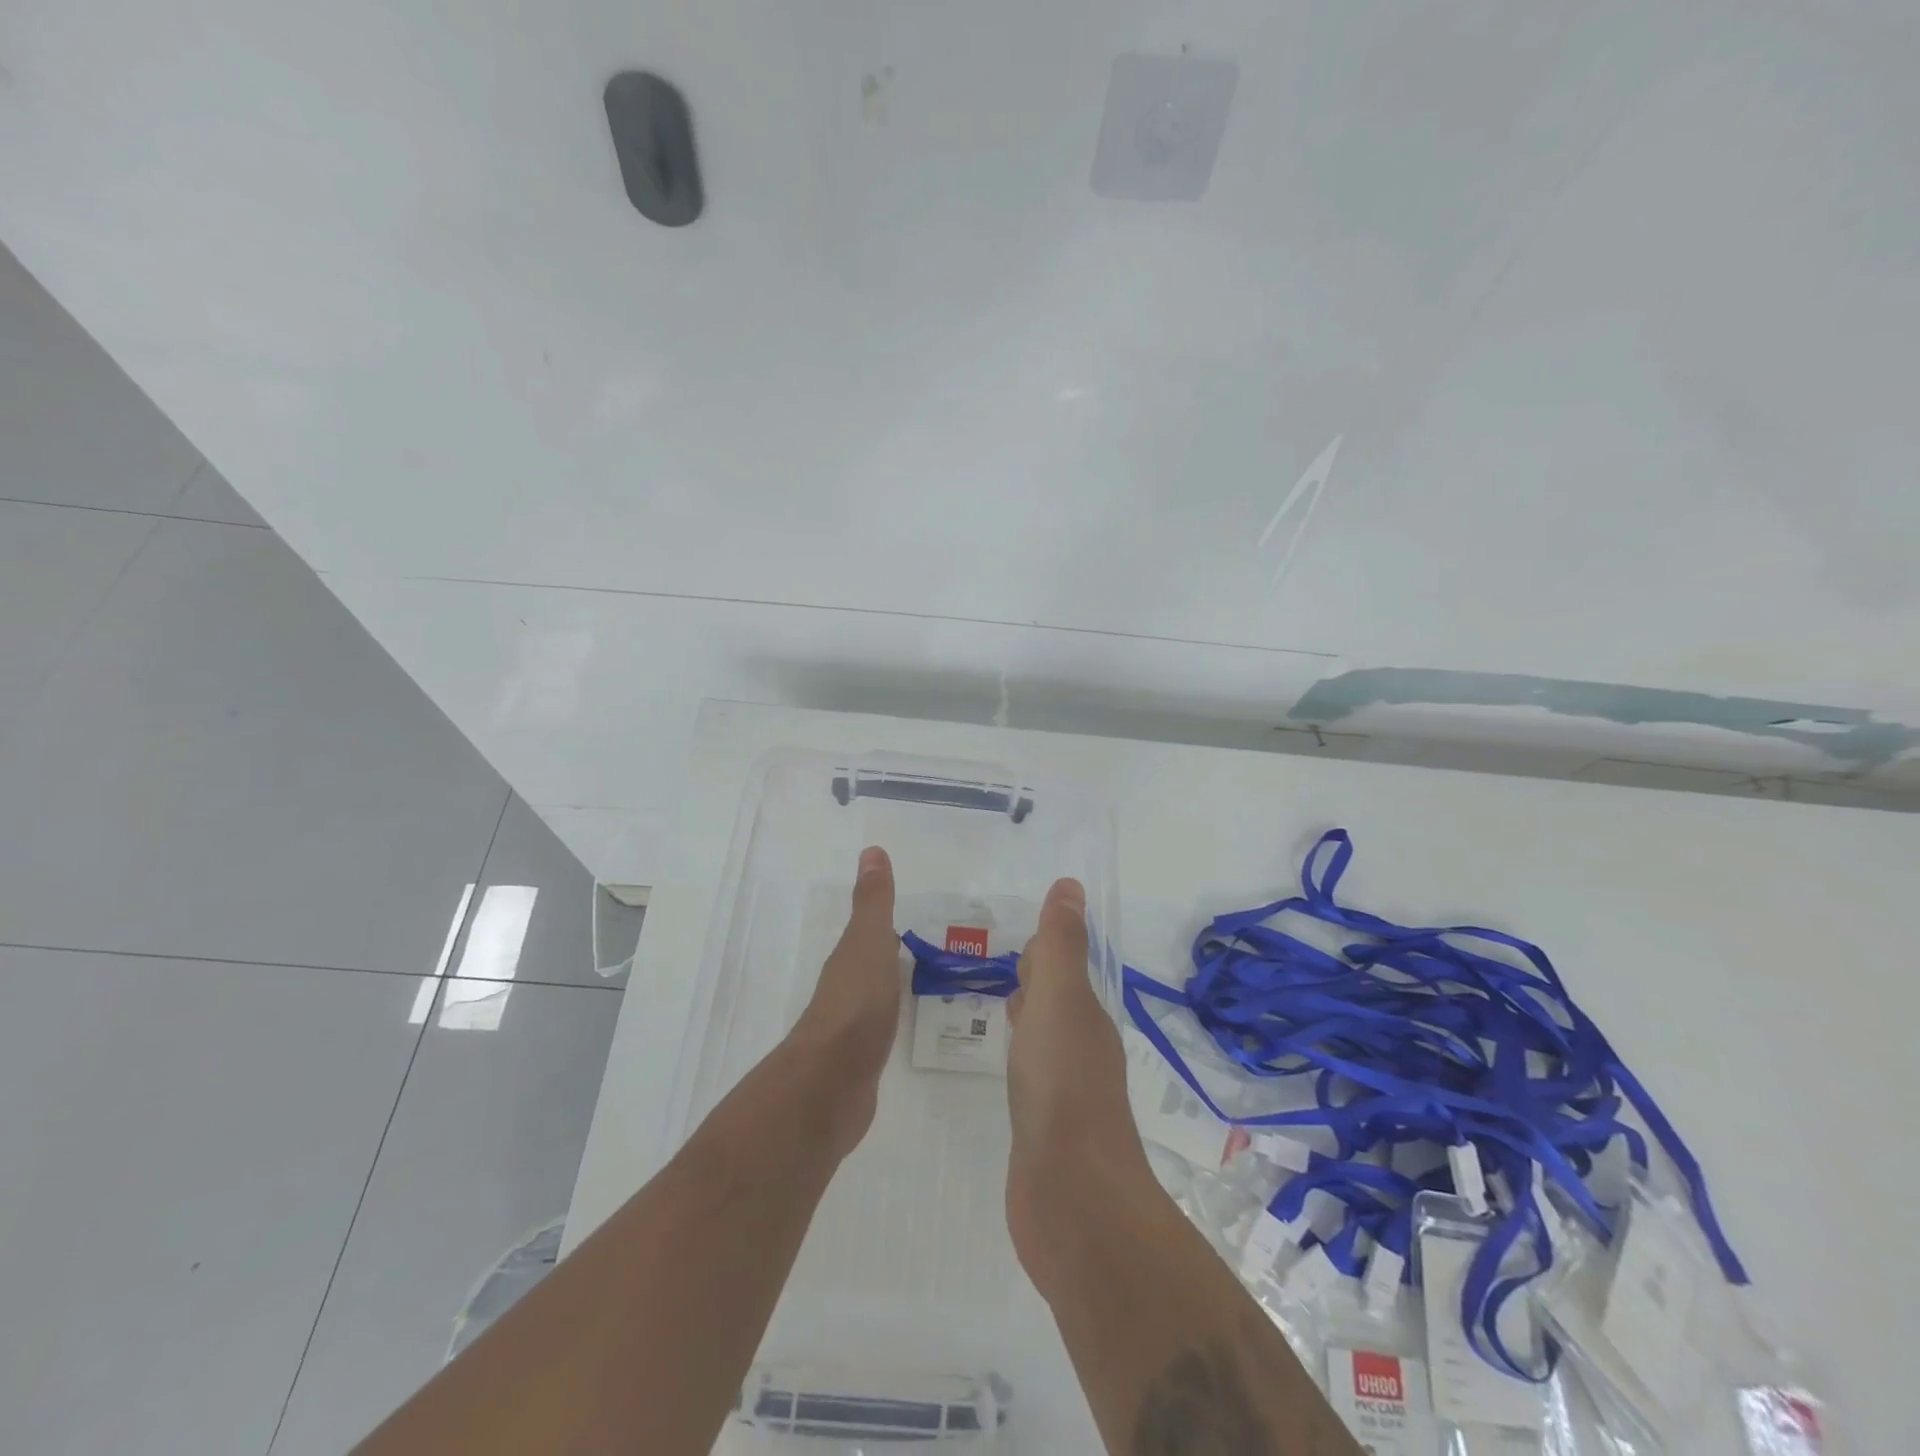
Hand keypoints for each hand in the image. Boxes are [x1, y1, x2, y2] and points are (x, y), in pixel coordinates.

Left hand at [790, 846, 900, 1158]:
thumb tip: (871, 850)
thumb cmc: (856, 1003)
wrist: (832, 1083)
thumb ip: (873, 902)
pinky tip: (907, 1030)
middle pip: (871, 967)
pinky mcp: (861, 1062)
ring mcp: (853, 1029)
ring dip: (893, 991)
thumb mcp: (868, 943)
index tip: (909, 921)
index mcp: (850, 960)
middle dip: (893, 959)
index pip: (869, 937)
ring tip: (928, 989)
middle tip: (929, 953)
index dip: (885, 927)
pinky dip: (893, 1023)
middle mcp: (847, 990)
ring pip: (876, 1000)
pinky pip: (881, 1033)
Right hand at [1005, 878, 1154, 1299]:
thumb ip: (1062, 947)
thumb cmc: (1063, 1089)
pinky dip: (1019, 1054)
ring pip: (1046, 1036)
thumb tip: (1070, 886)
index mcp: (1084, 1017)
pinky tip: (1001, 1060)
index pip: (1066, 969)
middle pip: (1059, 1001)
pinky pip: (1031, 1074)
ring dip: (1029, 1014)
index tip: (1023, 930)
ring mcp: (1064, 1091)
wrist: (1073, 1200)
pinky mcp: (1044, 1128)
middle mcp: (1081, 1049)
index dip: (1047, 948)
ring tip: (999, 999)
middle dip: (1038, 977)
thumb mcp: (1059, 1003)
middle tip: (1007, 960)